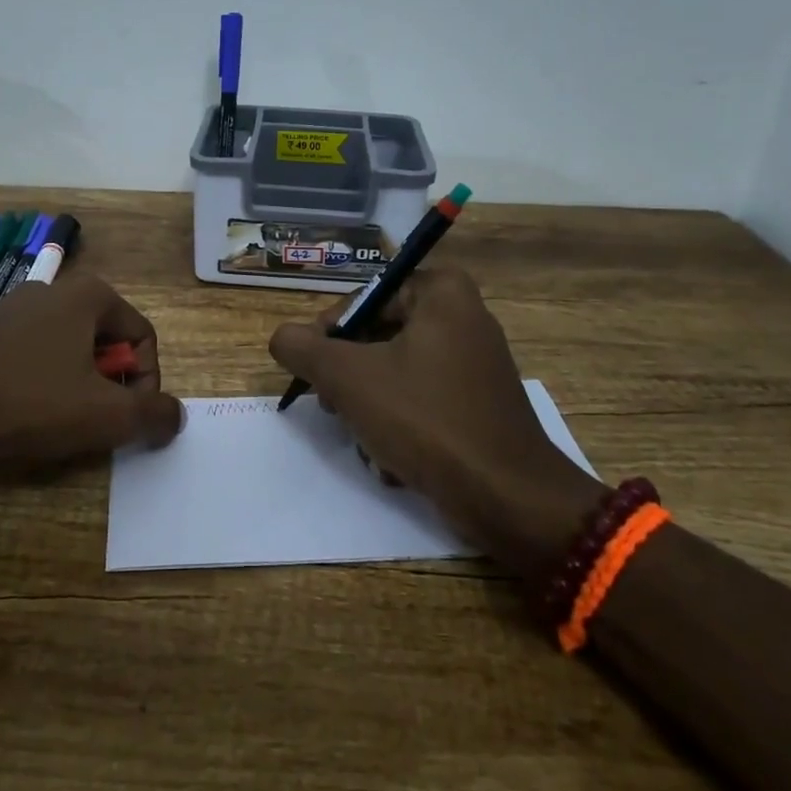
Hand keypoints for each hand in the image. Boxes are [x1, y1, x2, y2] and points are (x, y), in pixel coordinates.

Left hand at [0, 272, 183, 474]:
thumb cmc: (30, 403)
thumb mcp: (106, 415)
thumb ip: (153, 414)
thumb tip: (176, 414)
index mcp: (89, 294)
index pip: (143, 338)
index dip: (146, 384)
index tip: (128, 420)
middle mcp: (53, 289)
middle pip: (106, 342)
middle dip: (109, 386)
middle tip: (94, 423)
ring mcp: (13, 308)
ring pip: (69, 351)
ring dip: (76, 388)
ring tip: (57, 425)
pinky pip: (33, 357)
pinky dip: (41, 384)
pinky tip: (21, 415)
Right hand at [268, 268, 602, 577]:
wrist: (508, 498)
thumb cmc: (426, 420)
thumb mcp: (348, 378)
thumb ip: (303, 349)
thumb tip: (282, 337)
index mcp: (442, 293)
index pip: (363, 297)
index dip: (330, 333)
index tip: (315, 372)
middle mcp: (463, 316)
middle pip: (377, 335)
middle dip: (350, 378)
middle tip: (332, 407)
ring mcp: (475, 362)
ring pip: (395, 372)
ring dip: (369, 408)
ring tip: (365, 441)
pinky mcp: (479, 403)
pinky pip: (422, 399)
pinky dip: (400, 425)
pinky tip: (392, 459)